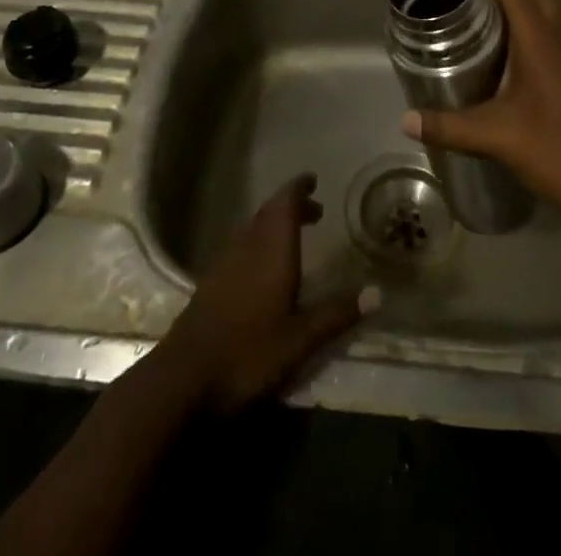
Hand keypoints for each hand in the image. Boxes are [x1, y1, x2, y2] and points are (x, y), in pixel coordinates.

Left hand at [158, 174, 373, 413]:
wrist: (182, 380)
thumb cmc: (247, 354)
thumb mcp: (299, 339)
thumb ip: (336, 313)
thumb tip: (378, 293)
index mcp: (271, 249)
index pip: (285, 203)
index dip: (299, 188)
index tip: (313, 181)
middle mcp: (247, 246)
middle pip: (269, 212)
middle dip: (291, 206)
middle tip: (314, 210)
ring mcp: (224, 263)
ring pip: (252, 228)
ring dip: (273, 224)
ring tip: (293, 236)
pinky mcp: (209, 283)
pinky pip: (239, 246)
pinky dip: (256, 243)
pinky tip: (261, 268)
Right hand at [403, 0, 560, 225]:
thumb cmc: (560, 148)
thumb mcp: (499, 137)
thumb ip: (451, 127)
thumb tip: (406, 120)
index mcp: (540, 39)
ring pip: (549, 13)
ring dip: (521, 5)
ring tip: (484, 18)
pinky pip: (555, 36)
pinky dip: (533, 30)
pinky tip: (512, 56)